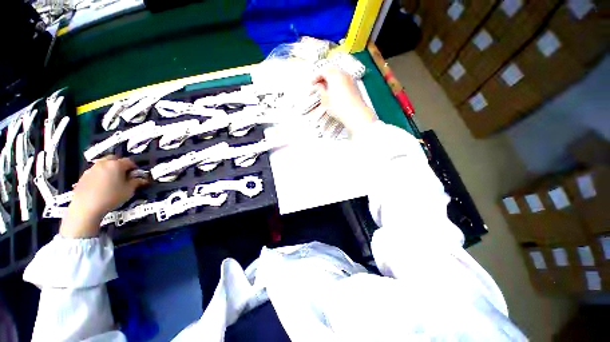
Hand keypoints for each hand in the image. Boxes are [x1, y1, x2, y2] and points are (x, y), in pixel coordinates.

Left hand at [60, 156, 148, 238]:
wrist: (86, 207)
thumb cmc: (111, 197)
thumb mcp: (129, 191)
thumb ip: (136, 182)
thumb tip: (143, 179)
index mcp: (116, 165)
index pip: (129, 161)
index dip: (135, 167)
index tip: (136, 175)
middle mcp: (103, 163)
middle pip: (114, 159)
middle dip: (120, 165)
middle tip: (124, 175)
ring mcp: (91, 169)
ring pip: (103, 165)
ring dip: (109, 170)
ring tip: (112, 181)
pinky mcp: (83, 177)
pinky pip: (95, 172)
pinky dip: (100, 176)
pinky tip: (101, 187)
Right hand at [313, 69, 376, 134]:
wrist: (356, 114)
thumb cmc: (340, 108)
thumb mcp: (326, 101)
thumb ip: (322, 91)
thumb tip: (320, 86)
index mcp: (335, 76)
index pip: (323, 71)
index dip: (316, 76)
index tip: (312, 83)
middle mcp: (344, 74)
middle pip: (331, 69)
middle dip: (323, 75)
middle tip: (318, 83)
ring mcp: (351, 79)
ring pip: (338, 73)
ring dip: (331, 78)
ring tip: (326, 87)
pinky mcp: (355, 85)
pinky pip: (344, 78)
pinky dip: (337, 81)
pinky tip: (335, 90)